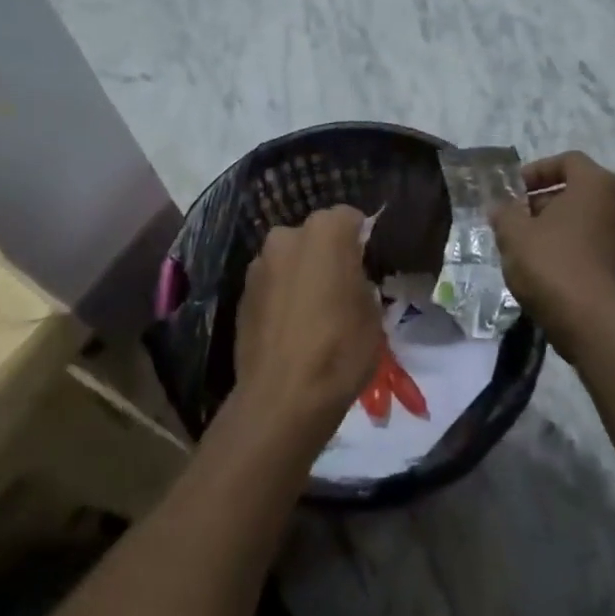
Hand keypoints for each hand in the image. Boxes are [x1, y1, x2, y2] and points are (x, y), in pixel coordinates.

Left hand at [232, 206, 385, 448]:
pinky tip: (292, 325)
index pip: (350, 218)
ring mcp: (259, 264)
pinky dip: (282, 294)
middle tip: (343, 287)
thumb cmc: (340, 349)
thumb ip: (361, 280)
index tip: (368, 264)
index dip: (362, 239)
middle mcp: (287, 236)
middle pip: (315, 235)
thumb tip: (351, 278)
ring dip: (302, 273)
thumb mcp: (372, 313)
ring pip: (290, 258)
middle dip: (328, 253)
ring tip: (315, 310)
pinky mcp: (241, 292)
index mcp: (325, 232)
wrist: (282, 397)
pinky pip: (272, 282)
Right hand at [491, 151, 614, 357]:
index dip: (537, 170)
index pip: (568, 161)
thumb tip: (500, 208)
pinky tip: (543, 264)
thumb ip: (504, 212)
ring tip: (524, 242)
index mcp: (598, 185)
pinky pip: (592, 242)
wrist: (590, 322)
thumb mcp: (514, 233)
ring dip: (555, 224)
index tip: (513, 190)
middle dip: (542, 200)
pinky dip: (569, 244)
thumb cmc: (551, 264)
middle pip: (577, 190)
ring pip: (584, 218)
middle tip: (514, 217)